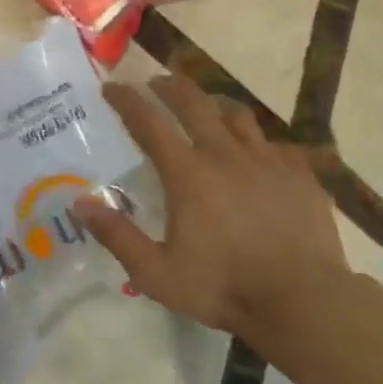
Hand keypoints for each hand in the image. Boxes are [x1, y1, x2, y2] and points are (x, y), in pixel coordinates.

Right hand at [75, 77, 350, 354]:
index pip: (149, 123)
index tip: (112, 87)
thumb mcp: (156, 273)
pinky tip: (257, 154)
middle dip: (170, 87)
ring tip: (206, 106)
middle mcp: (226, 155)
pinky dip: (257, 142)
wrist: (302, 301)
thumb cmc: (223, 287)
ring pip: (238, 115)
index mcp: (188, 174)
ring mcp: (268, 161)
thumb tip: (79, 204)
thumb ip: (117, 236)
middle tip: (155, 83)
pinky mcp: (301, 174)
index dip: (127, 101)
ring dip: (214, 104)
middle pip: (194, 104)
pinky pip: (275, 144)